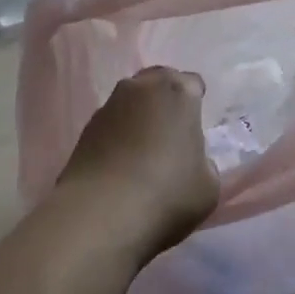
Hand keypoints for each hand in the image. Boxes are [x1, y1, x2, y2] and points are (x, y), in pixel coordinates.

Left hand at [57, 67, 219, 264]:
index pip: (192, 83)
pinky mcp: (86, 126)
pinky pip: (110, 121)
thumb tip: (190, 160)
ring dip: (138, 114)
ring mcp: (110, 104)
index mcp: (178, 92)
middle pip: (158, 81)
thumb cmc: (167, 193)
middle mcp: (143, 87)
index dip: (195, 102)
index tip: (194, 126)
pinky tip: (119, 160)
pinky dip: (117, 133)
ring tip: (142, 147)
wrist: (103, 212)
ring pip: (131, 98)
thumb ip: (204, 163)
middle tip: (170, 130)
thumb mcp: (208, 186)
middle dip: (165, 98)